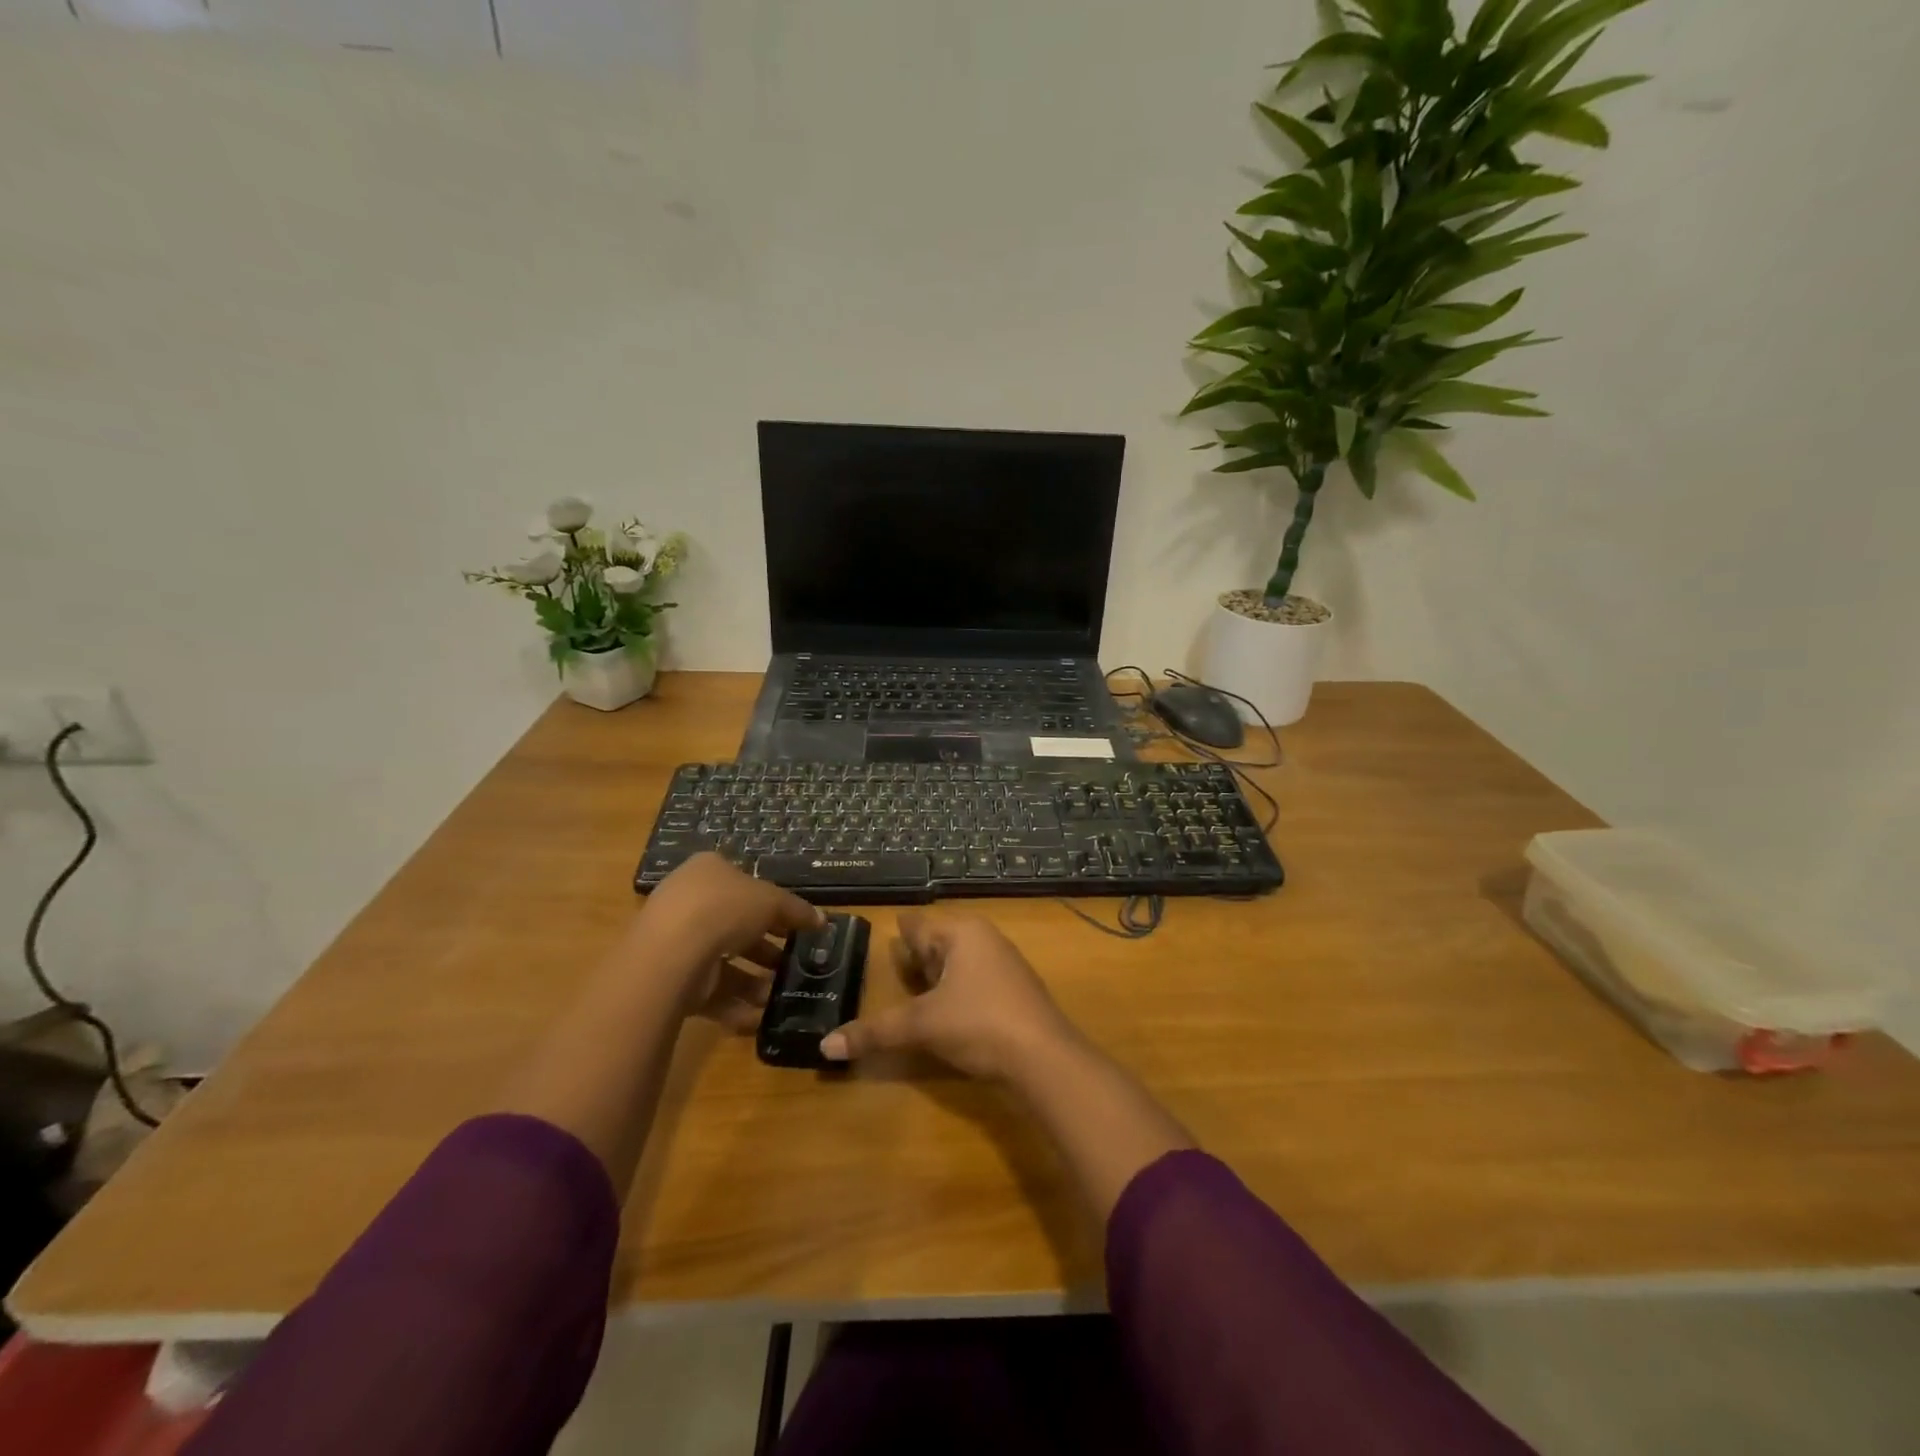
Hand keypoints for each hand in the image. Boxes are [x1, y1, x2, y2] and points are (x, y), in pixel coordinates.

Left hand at [630, 853, 823, 1030]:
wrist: (671, 954)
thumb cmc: (724, 909)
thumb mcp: (772, 901)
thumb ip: (797, 911)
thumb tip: (821, 921)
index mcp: (709, 872)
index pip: (746, 885)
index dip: (773, 905)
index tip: (796, 926)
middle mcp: (689, 903)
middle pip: (736, 926)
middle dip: (766, 947)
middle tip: (792, 963)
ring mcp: (677, 942)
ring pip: (724, 962)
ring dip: (755, 981)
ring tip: (780, 994)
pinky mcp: (671, 980)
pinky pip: (710, 992)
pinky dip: (735, 1006)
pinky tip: (759, 1018)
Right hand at [821, 912, 1073, 1078]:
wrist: (1044, 1058)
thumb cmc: (979, 1023)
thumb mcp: (922, 1026)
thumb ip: (875, 1032)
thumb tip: (825, 1046)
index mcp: (962, 933)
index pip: (919, 926)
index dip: (901, 930)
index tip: (887, 925)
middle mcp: (985, 940)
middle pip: (941, 942)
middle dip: (919, 954)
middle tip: (894, 959)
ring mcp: (1005, 966)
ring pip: (961, 963)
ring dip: (939, 975)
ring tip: (916, 984)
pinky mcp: (1016, 993)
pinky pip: (976, 982)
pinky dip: (957, 990)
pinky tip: (948, 1008)